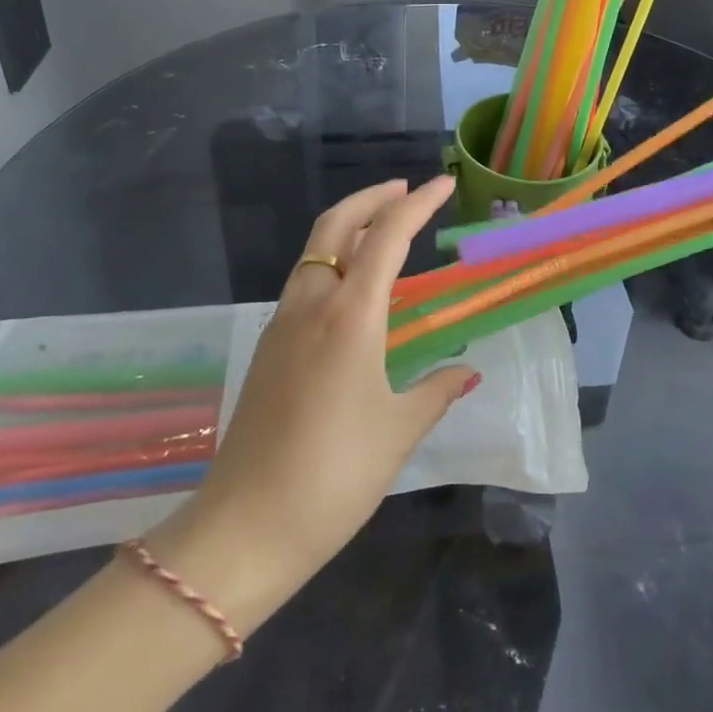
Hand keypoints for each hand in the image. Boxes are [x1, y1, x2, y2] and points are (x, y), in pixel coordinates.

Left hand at [150, 177, 476, 613]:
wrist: (244, 528)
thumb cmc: (334, 476)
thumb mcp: (398, 431)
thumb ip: (436, 392)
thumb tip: (468, 373)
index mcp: (350, 316)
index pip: (387, 237)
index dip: (418, 204)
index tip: (443, 183)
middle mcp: (312, 305)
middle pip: (335, 225)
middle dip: (372, 198)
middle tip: (405, 191)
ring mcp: (282, 324)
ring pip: (314, 251)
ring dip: (349, 227)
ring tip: (384, 231)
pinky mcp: (268, 347)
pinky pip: (304, 282)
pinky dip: (332, 262)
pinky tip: (353, 290)